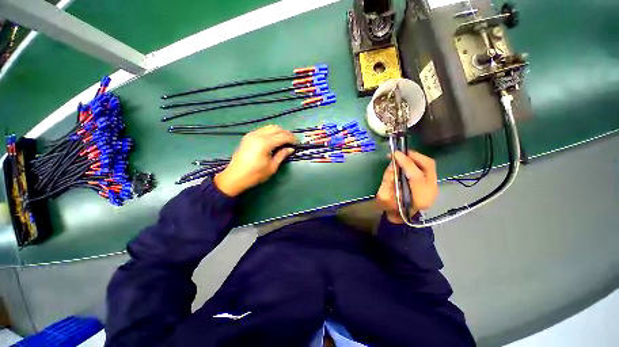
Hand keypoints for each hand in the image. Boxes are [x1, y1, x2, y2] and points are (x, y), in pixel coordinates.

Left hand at [214, 125, 295, 195]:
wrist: (235, 177)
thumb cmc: (255, 175)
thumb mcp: (272, 167)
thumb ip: (282, 155)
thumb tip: (291, 149)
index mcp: (264, 143)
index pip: (282, 136)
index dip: (292, 139)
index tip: (297, 143)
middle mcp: (258, 135)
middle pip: (276, 128)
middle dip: (286, 134)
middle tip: (292, 142)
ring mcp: (252, 134)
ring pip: (269, 127)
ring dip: (279, 132)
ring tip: (284, 140)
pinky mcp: (248, 136)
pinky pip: (263, 130)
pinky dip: (271, 132)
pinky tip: (274, 140)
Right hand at [376, 150, 437, 223]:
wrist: (402, 219)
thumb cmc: (391, 209)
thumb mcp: (384, 196)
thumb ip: (388, 179)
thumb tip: (393, 163)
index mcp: (419, 199)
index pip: (416, 176)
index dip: (406, 163)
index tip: (395, 154)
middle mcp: (431, 191)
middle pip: (428, 166)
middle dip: (414, 156)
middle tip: (400, 153)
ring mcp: (434, 187)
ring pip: (429, 165)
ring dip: (416, 157)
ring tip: (402, 156)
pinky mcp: (433, 184)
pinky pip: (427, 168)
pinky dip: (417, 162)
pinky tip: (407, 162)